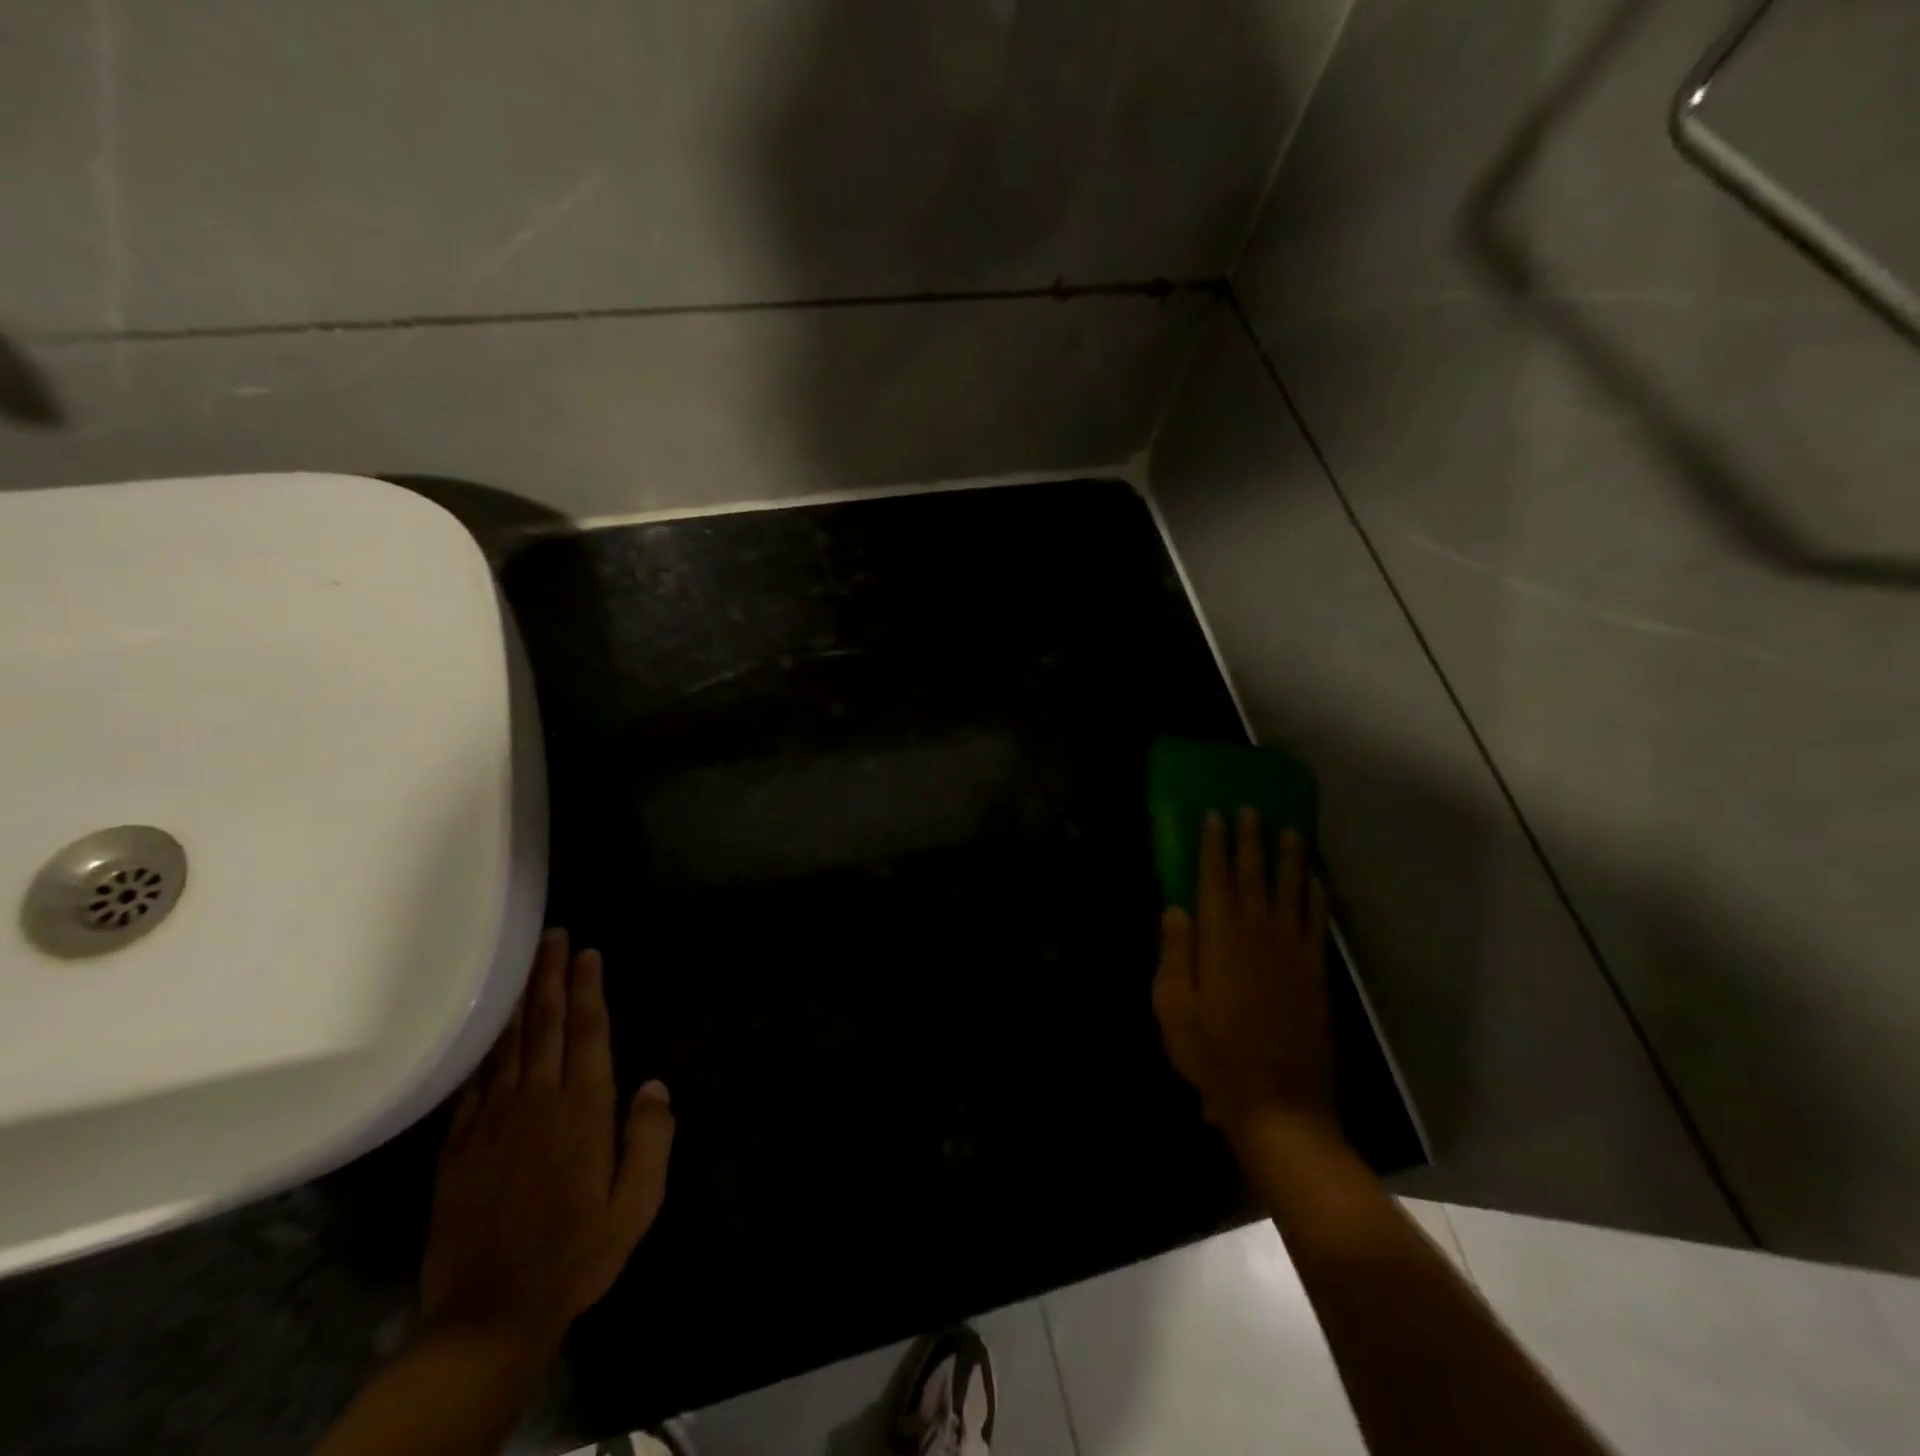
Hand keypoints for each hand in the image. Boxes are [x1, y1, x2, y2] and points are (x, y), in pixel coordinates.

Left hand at [418, 929, 675, 1358]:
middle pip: (545, 1024)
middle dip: (551, 976)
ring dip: (519, 998)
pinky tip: (486, 1026)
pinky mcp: (459, 1144)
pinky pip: (473, 1080)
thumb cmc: (576, 1255)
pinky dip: (483, 1045)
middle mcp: (536, 1102)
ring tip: (526, 963)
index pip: (587, 1033)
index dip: (588, 989)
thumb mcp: (636, 1205)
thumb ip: (650, 1140)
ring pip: (507, 1043)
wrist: (486, 1316)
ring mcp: (492, 1121)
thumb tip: (654, 1085)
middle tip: (555, 936)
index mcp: (583, 1111)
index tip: (588, 952)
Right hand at [1153, 809, 1336, 1142]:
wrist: (1277, 1104)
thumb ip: (1175, 954)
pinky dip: (1318, 899)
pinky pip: (1318, 924)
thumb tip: (1175, 908)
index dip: (1214, 846)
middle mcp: (1259, 935)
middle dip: (1251, 841)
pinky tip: (1317, 882)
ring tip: (1291, 830)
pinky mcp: (1315, 973)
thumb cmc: (1214, 1056)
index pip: (1215, 879)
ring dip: (1290, 859)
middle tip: (1251, 809)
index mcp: (1221, 940)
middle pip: (1255, 876)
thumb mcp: (1173, 1008)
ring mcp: (1293, 953)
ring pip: (1292, 892)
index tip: (1214, 816)